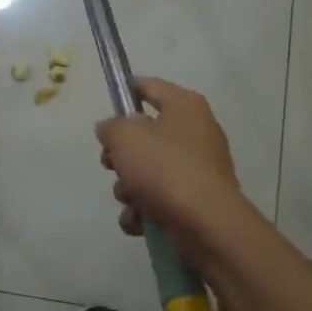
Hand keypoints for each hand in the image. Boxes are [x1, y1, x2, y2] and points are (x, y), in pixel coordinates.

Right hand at [96, 78, 245, 262]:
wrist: (204, 224)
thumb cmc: (164, 167)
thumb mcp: (125, 136)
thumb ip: (111, 127)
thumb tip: (111, 129)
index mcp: (185, 107)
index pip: (150, 86)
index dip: (126, 90)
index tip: (107, 103)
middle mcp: (195, 133)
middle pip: (144, 135)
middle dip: (121, 154)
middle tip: (110, 163)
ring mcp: (196, 170)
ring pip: (147, 171)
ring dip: (128, 187)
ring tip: (129, 198)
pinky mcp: (194, 202)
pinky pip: (157, 199)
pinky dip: (143, 211)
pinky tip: (139, 220)